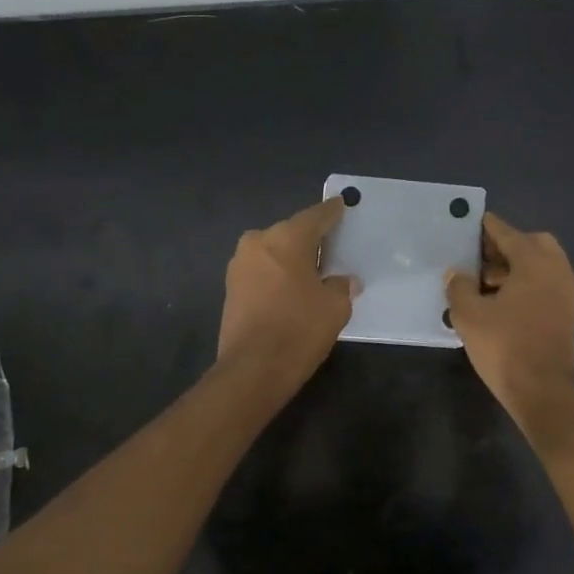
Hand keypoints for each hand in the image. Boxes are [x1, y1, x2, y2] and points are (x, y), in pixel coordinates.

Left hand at [216, 197, 357, 390]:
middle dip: (309, 240)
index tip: (340, 206)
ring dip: (290, 259)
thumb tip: (342, 281)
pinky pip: (261, 271)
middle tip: (330, 248)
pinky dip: (276, 275)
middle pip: (290, 233)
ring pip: (272, 252)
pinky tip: (291, 289)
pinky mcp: (230, 289)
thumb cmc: (299, 329)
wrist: (253, 368)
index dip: (331, 212)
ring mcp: (239, 265)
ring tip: (312, 272)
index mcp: (286, 238)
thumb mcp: (335, 307)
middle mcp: (258, 242)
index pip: (315, 217)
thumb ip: (340, 286)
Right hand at [445, 212, 573, 427]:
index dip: (486, 227)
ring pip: (541, 265)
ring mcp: (566, 292)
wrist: (542, 391)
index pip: (507, 233)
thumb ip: (459, 287)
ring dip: (515, 267)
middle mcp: (557, 270)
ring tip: (483, 283)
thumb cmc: (504, 346)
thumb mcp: (469, 315)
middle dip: (505, 246)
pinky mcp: (567, 313)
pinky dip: (526, 283)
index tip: (470, 221)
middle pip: (531, 243)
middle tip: (478, 258)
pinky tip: (501, 301)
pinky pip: (545, 284)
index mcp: (535, 262)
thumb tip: (456, 273)